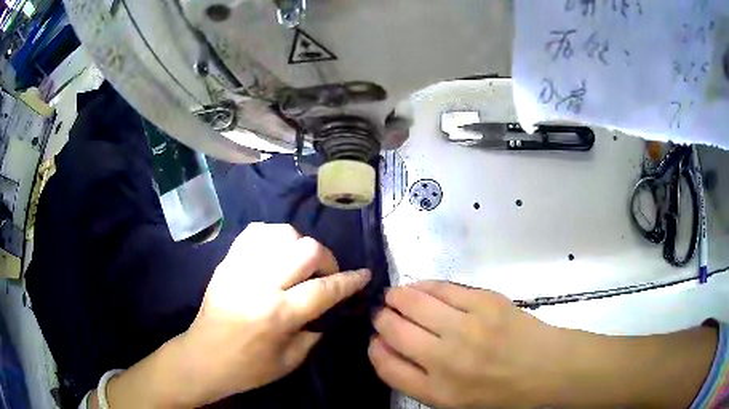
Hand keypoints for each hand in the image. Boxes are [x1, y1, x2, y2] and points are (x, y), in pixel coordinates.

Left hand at [106, 223, 370, 407]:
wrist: (203, 356)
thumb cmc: (247, 368)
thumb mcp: (289, 362)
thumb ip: (313, 333)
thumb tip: (327, 310)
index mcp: (278, 315)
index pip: (325, 289)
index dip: (350, 280)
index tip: (364, 274)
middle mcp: (261, 285)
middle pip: (306, 250)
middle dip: (327, 259)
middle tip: (326, 274)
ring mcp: (240, 268)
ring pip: (282, 233)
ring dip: (300, 245)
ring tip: (299, 263)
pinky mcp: (227, 262)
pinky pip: (255, 233)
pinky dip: (273, 237)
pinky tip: (277, 252)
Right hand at [368, 281, 571, 407]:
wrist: (546, 368)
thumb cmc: (500, 392)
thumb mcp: (453, 403)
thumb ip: (418, 380)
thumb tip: (389, 346)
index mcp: (436, 392)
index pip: (385, 365)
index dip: (374, 347)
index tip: (376, 339)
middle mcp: (446, 360)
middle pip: (393, 329)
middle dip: (381, 318)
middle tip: (384, 313)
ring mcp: (466, 328)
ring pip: (413, 302)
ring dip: (397, 297)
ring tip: (396, 296)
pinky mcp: (485, 302)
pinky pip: (442, 288)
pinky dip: (424, 286)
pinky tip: (421, 288)